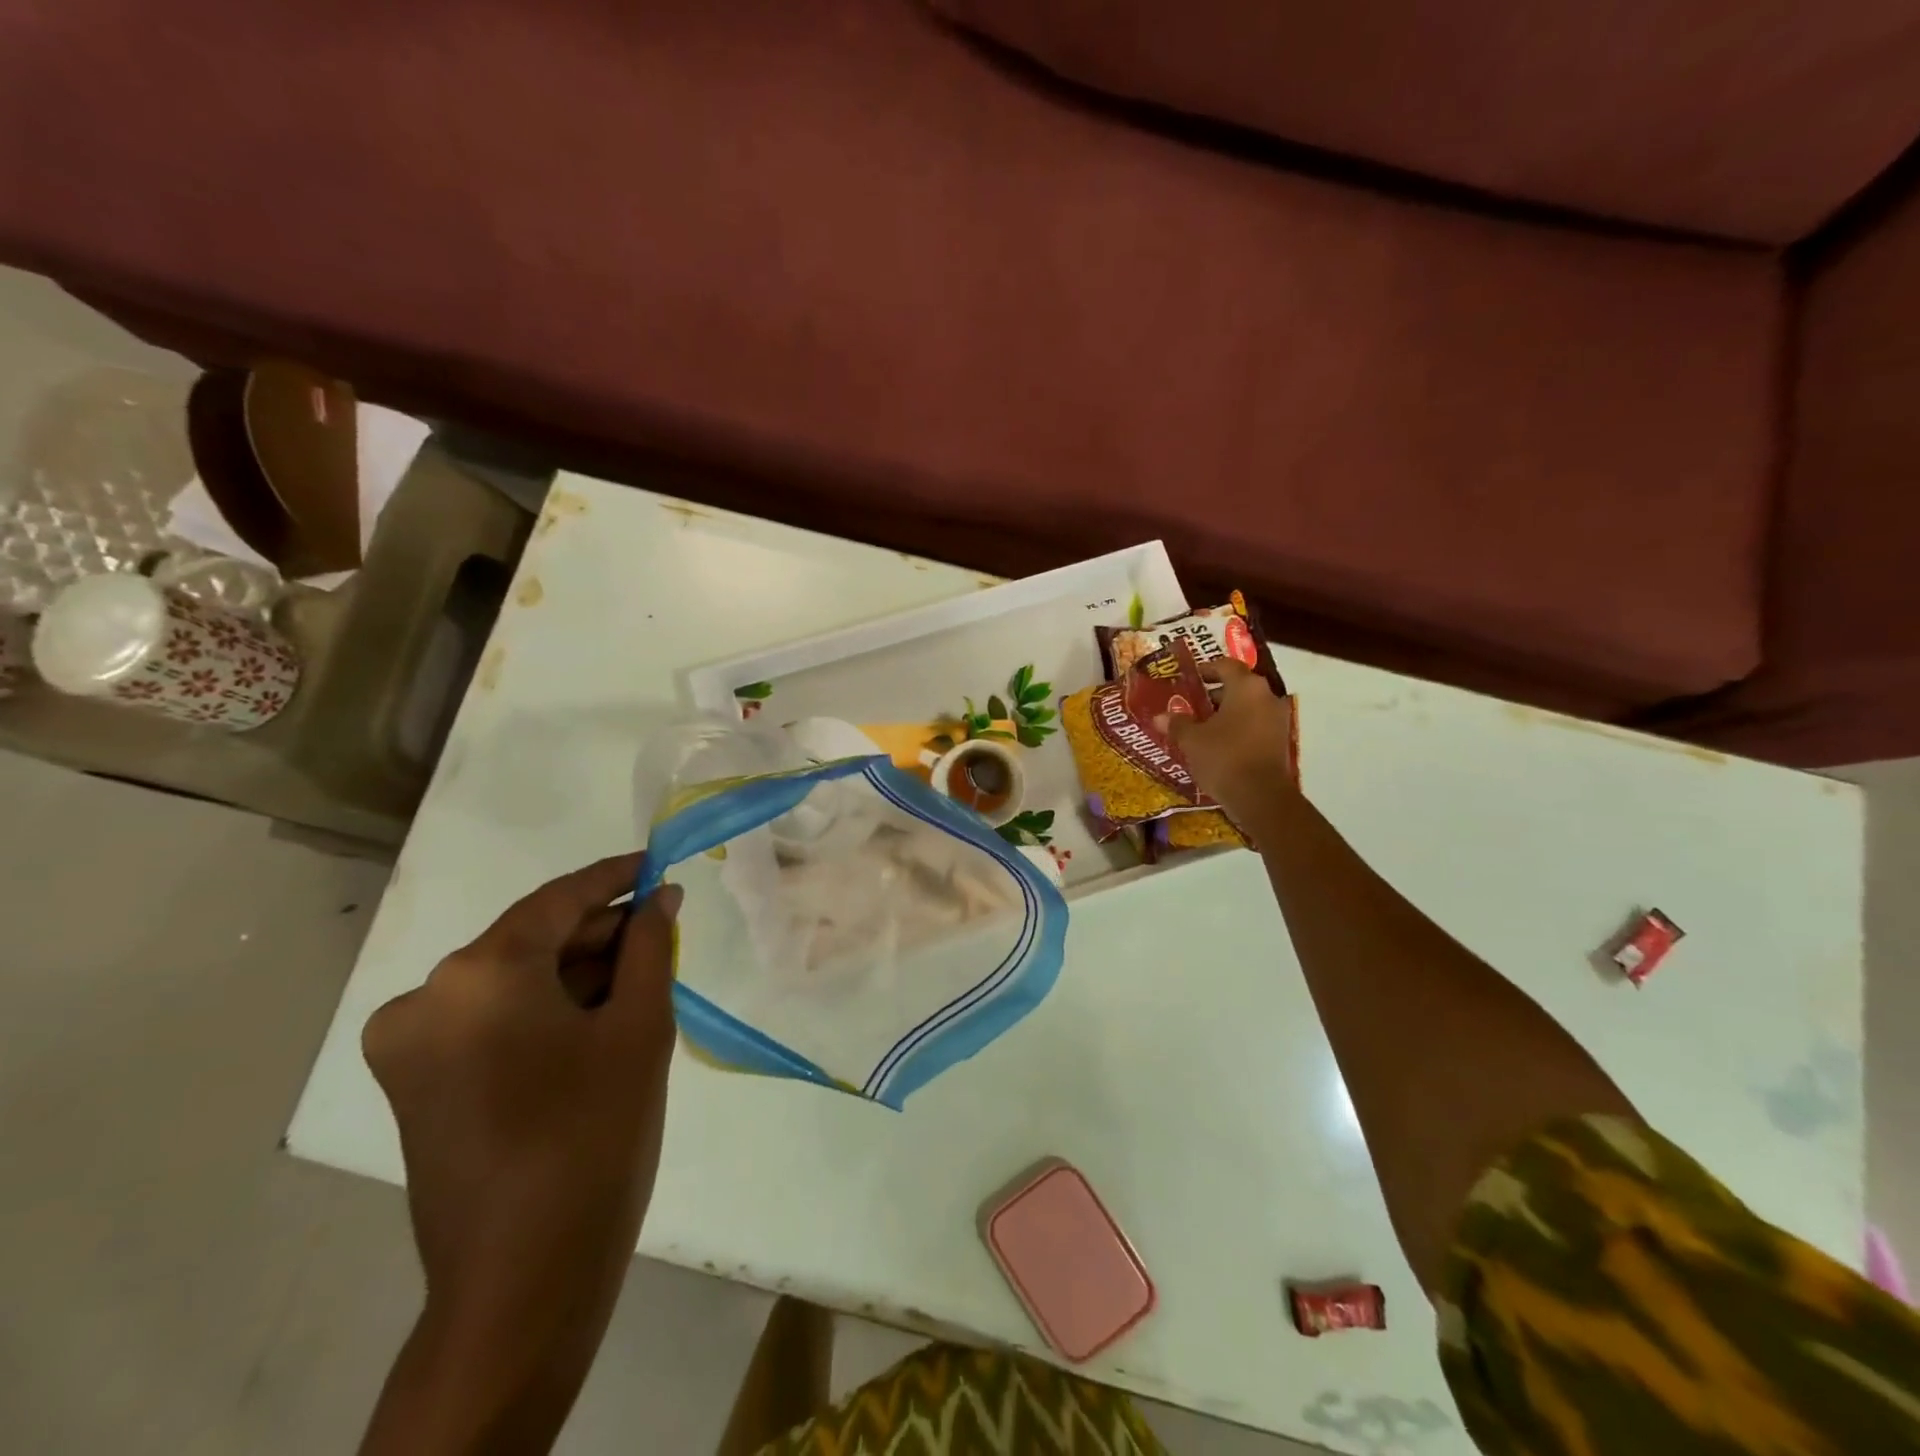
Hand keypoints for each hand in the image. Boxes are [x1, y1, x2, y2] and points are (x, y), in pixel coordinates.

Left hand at [360, 852, 680, 1427]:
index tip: (658, 862)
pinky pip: (488, 1015)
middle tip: (661, 933)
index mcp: (479, 974)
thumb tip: (661, 896)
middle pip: (531, 939)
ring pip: (511, 978)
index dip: (615, 876)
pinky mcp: (412, 1081)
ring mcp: (409, 1043)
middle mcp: (427, 996)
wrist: (524, 1278)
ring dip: (574, 973)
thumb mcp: (639, 1027)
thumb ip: (650, 947)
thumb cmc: (595, 1135)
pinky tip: (595, 1019)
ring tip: (638, 982)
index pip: (558, 899)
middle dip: (599, 933)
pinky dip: (542, 1007)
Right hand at [1168, 659, 1296, 827]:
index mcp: (1246, 687)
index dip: (1205, 670)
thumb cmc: (1223, 757)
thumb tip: (1160, 717)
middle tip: (1190, 705)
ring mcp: (1277, 719)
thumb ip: (1177, 723)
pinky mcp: (1280, 741)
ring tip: (1200, 726)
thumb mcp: (1192, 740)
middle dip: (1213, 694)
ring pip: (1247, 707)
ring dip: (1225, 713)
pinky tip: (1217, 744)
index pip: (1225, 666)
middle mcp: (1267, 696)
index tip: (1188, 679)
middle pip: (1238, 686)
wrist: (1260, 796)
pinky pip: (1254, 725)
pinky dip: (1237, 728)